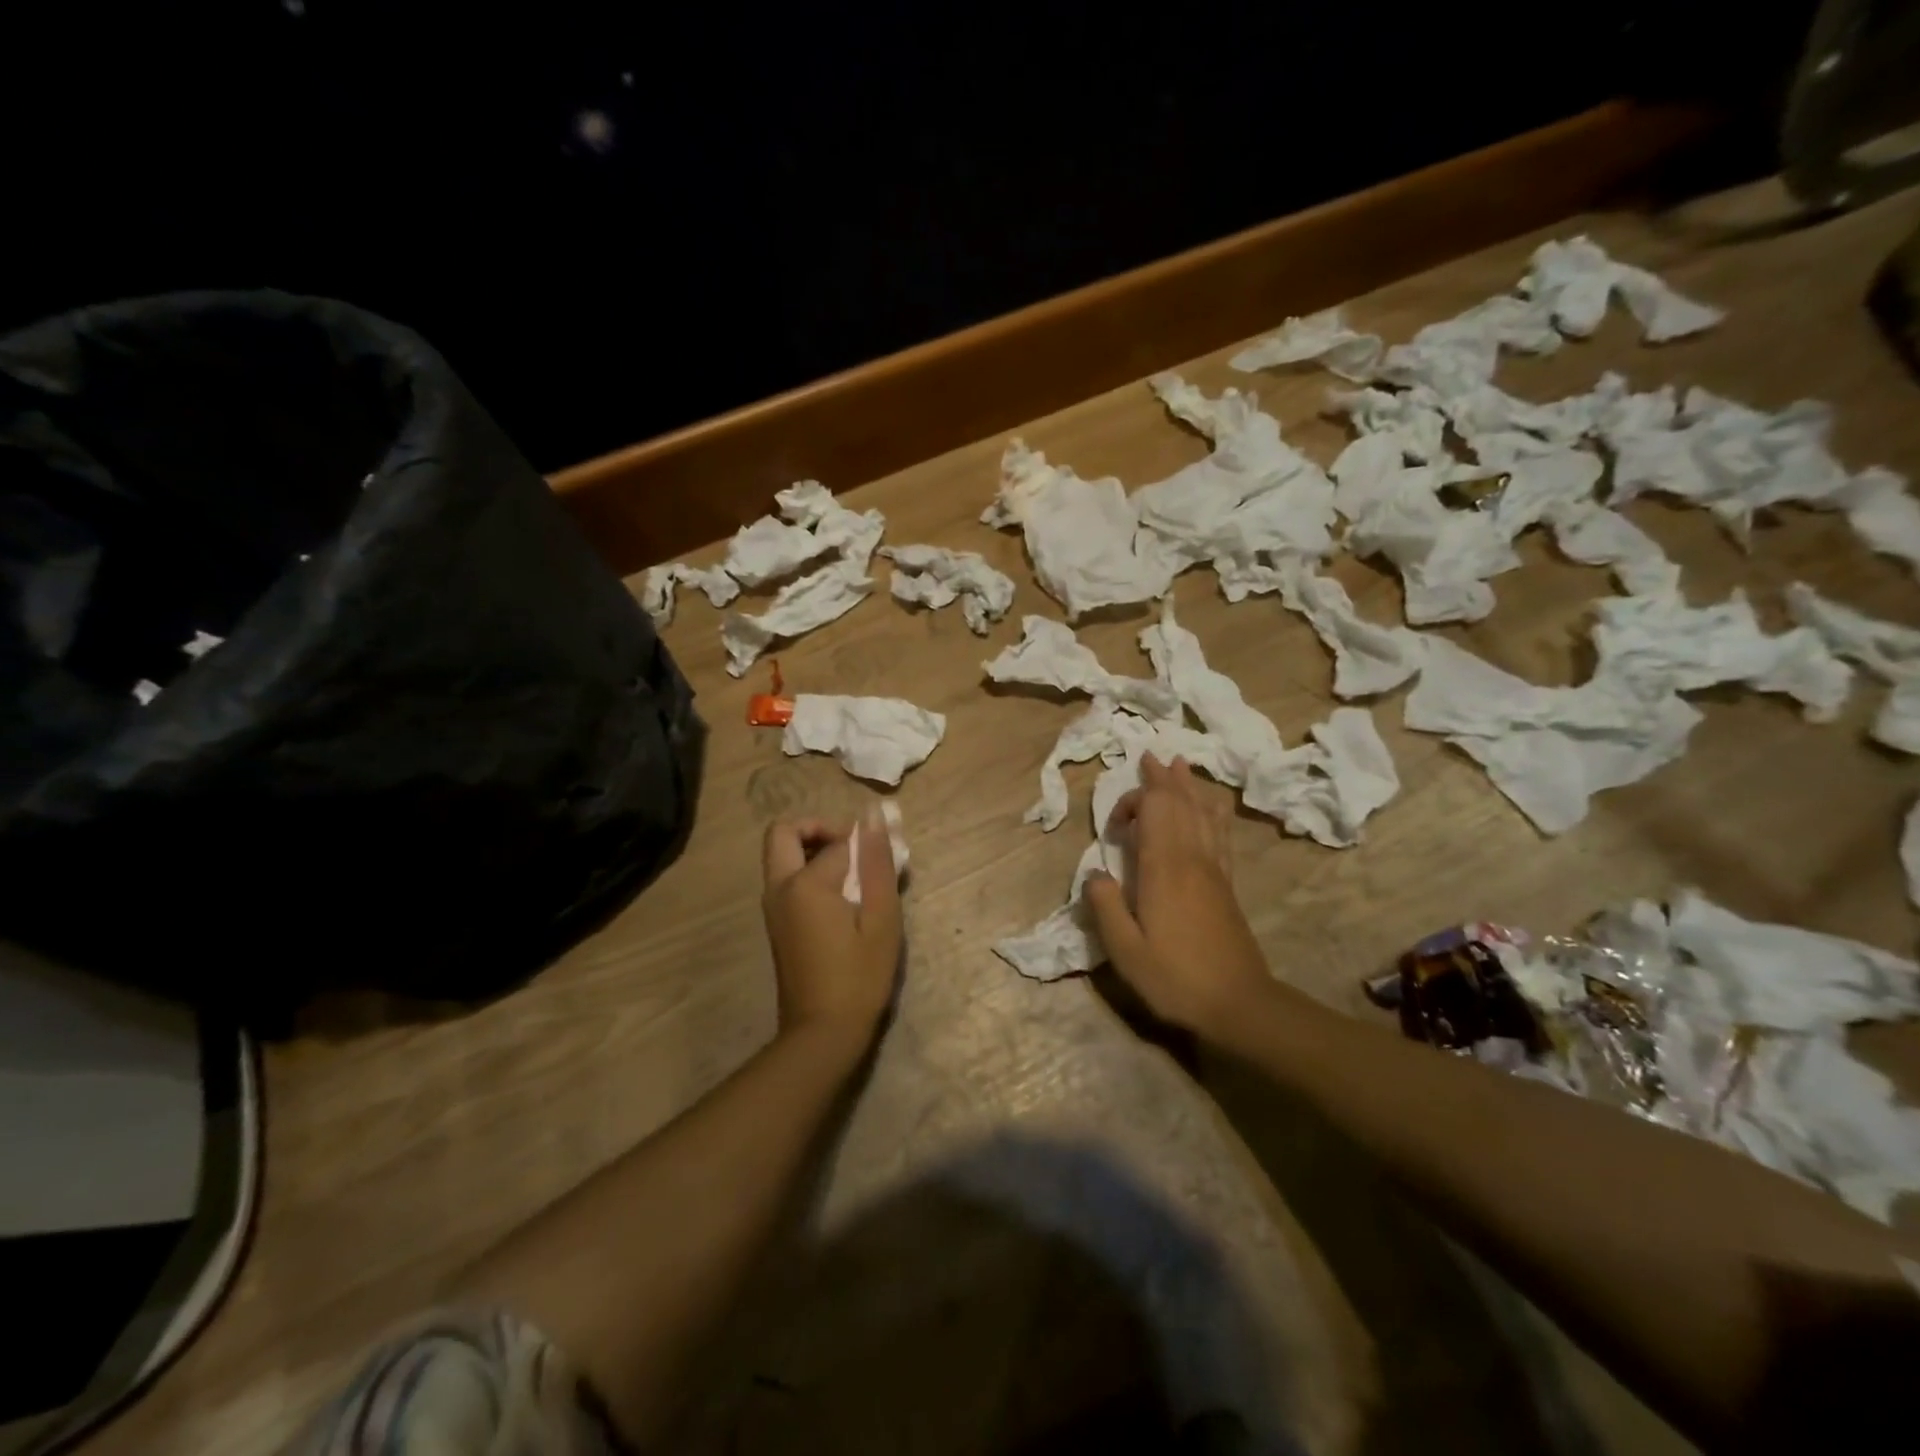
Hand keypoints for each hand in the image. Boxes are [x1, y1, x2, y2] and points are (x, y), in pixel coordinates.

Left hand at [762, 810, 902, 1046]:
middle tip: (853, 848)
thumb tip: (874, 816)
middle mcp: (779, 888)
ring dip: (812, 850)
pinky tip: (841, 900)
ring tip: (853, 875)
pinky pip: (785, 879)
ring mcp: (772, 907)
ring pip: (781, 855)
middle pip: (784, 832)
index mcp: (804, 884)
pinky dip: (808, 873)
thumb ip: (877, 863)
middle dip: (819, 829)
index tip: (889, 864)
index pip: (838, 843)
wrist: (822, 1033)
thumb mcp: (881, 919)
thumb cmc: (859, 977)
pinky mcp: (775, 924)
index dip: (866, 845)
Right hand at [1084, 755, 1272, 1036]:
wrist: (1239, 1003)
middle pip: (1180, 804)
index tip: (1115, 826)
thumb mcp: (1126, 951)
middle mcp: (1192, 859)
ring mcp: (1214, 869)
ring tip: (1180, 765)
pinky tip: (1212, 806)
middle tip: (1150, 756)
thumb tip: (1095, 874)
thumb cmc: (1176, 978)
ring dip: (1188, 787)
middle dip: (1163, 779)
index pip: (1154, 811)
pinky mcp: (1227, 884)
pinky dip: (1213, 812)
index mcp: (1164, 869)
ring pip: (1203, 814)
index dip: (1134, 802)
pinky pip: (1221, 834)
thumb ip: (1106, 907)